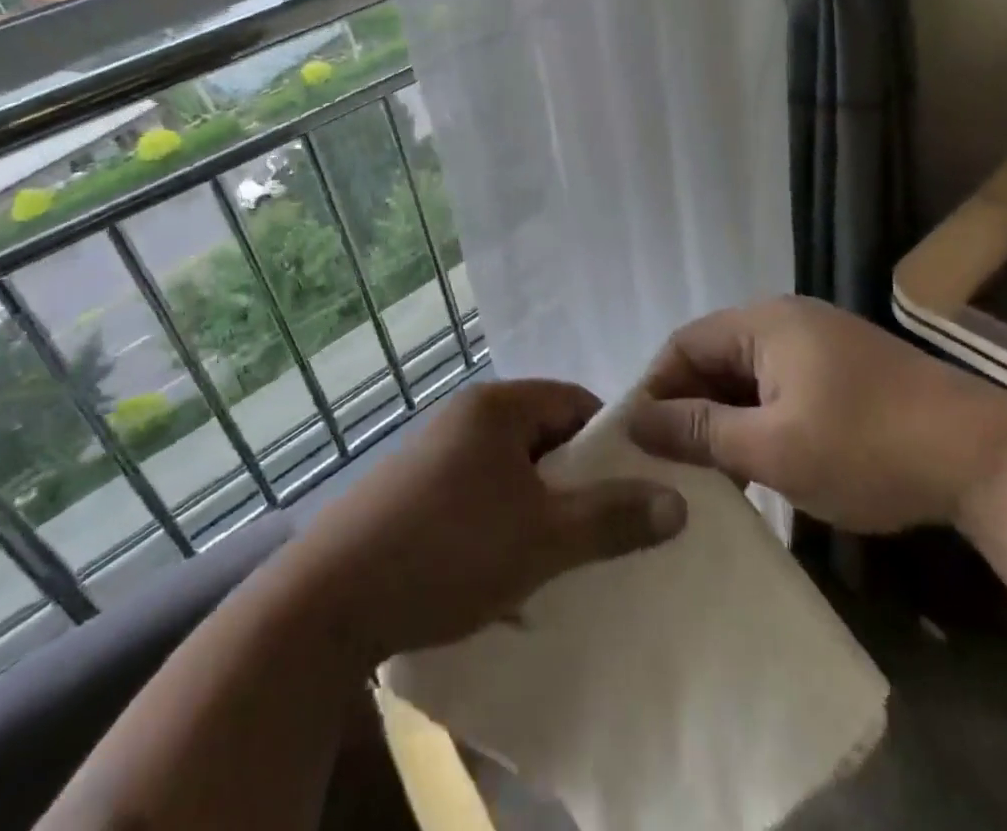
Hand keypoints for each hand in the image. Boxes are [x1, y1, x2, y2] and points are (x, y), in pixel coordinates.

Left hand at [286, 380, 686, 663]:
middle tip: (596, 530)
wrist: (327, 603)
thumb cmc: (448, 550)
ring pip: (509, 471)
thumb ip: (613, 518)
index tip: (628, 490)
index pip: (574, 402)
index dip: (608, 443)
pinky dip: (498, 525)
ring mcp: (433, 452)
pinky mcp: (410, 491)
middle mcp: (464, 416)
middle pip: (542, 436)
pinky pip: (475, 495)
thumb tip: (678, 503)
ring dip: (536, 509)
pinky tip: (501, 574)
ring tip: (554, 559)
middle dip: (572, 482)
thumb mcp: (543, 539)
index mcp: (497, 406)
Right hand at [628, 295, 1006, 532]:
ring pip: (749, 375)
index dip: (656, 389)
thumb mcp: (773, 447)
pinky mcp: (846, 370)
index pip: (684, 344)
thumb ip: (700, 431)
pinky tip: (761, 461)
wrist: (986, 458)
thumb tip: (636, 421)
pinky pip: (782, 386)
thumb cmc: (867, 447)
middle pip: (715, 356)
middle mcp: (788, 319)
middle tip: (673, 465)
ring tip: (711, 472)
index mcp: (765, 322)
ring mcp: (822, 342)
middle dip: (690, 407)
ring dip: (726, 417)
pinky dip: (761, 419)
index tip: (638, 442)